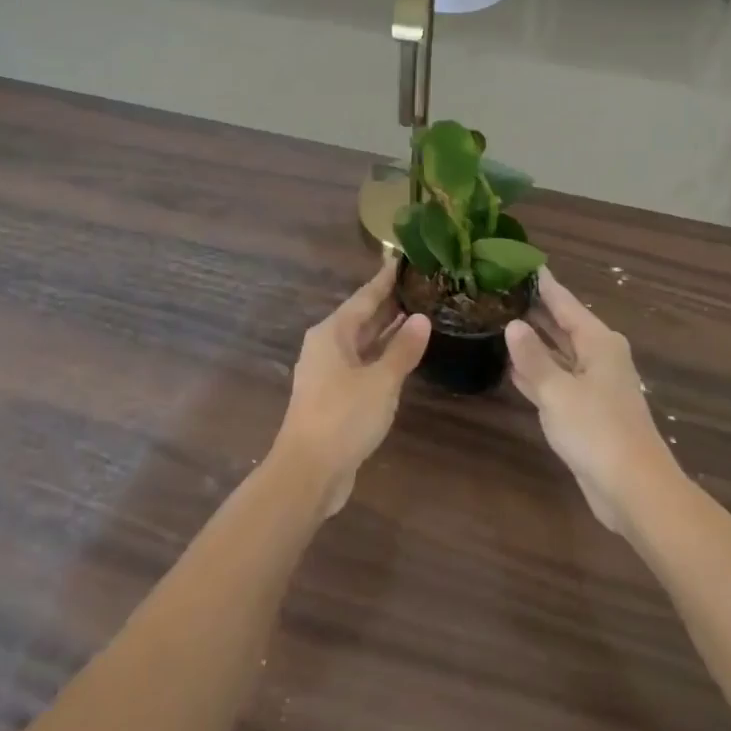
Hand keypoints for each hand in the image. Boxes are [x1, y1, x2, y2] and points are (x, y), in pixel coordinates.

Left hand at [273, 257, 430, 516]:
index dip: (385, 279)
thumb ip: (403, 349)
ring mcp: (329, 373)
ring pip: (363, 343)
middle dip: (389, 303)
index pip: (364, 297)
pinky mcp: (334, 397)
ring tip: (420, 313)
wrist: (308, 472)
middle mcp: (327, 346)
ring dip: (388, 331)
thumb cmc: (343, 417)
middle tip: (421, 284)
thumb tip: (422, 318)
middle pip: (362, 318)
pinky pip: (363, 364)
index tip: (402, 258)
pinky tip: (404, 357)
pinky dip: (383, 356)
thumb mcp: (380, 381)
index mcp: (332, 333)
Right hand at [506, 268, 681, 535]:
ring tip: (499, 322)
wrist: (634, 490)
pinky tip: (511, 368)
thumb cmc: (597, 430)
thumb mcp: (557, 390)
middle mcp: (599, 357)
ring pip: (559, 354)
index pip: (565, 303)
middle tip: (501, 291)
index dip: (544, 284)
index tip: (522, 263)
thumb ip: (532, 357)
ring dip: (534, 343)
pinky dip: (537, 373)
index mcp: (598, 342)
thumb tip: (513, 324)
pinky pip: (557, 381)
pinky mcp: (587, 412)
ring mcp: (594, 386)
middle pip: (563, 326)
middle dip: (535, 312)